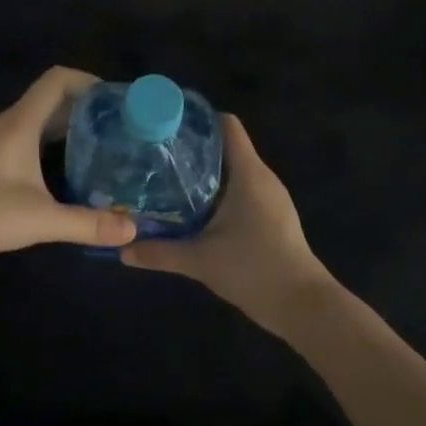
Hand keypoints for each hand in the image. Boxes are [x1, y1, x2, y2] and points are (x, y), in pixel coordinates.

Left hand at [0, 67, 135, 287]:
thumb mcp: (41, 220)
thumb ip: (88, 223)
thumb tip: (133, 229)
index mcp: (19, 123)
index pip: (57, 79)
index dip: (88, 80)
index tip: (116, 101)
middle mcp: (5, 124)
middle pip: (50, 99)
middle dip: (84, 108)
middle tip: (117, 128)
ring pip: (36, 120)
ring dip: (66, 126)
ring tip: (98, 148)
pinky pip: (24, 137)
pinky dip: (48, 143)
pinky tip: (62, 172)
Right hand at [119, 115, 336, 335]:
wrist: (302, 305)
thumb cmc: (253, 269)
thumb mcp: (200, 260)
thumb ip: (160, 253)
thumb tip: (122, 250)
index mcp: (248, 173)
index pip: (227, 125)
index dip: (199, 120)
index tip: (168, 127)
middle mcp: (262, 176)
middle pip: (227, 146)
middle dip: (194, 149)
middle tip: (158, 156)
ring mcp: (271, 196)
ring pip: (234, 170)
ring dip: (206, 173)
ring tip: (170, 180)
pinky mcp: (273, 215)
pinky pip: (243, 189)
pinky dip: (220, 191)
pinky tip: (196, 210)